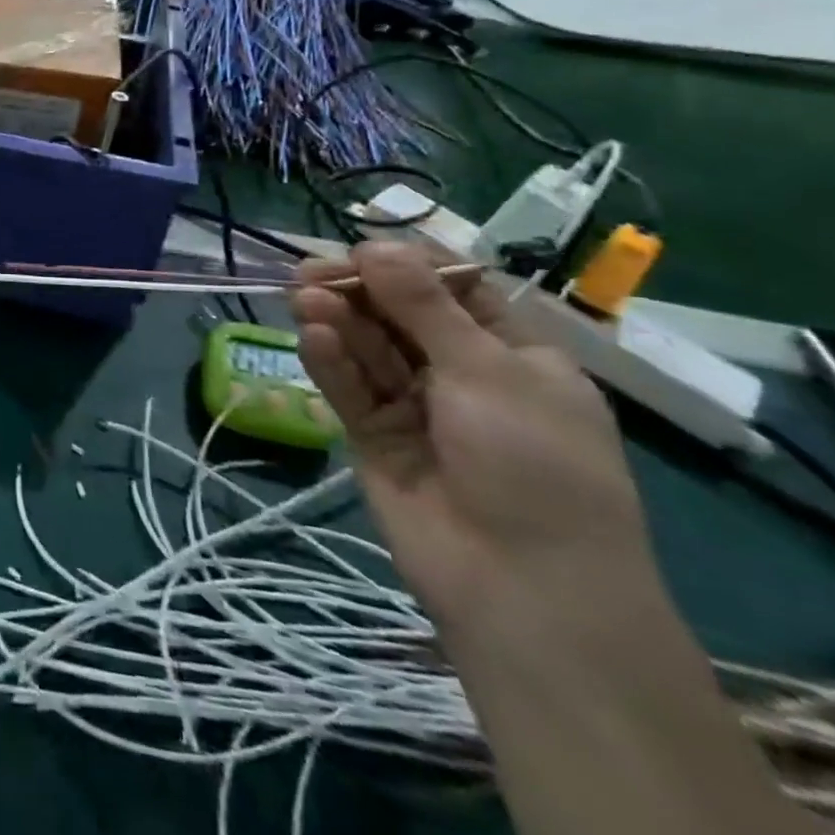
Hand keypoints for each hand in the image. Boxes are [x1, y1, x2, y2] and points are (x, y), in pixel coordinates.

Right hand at [292, 243, 657, 648]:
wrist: (524, 589)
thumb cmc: (533, 464)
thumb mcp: (486, 371)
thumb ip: (422, 306)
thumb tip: (375, 245)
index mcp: (512, 355)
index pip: (452, 291)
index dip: (406, 266)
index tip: (360, 248)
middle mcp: (461, 374)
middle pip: (399, 315)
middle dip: (358, 291)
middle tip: (309, 271)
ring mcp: (415, 407)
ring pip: (368, 349)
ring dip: (338, 321)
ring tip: (302, 298)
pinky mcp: (374, 436)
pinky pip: (350, 388)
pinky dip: (331, 362)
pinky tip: (312, 337)